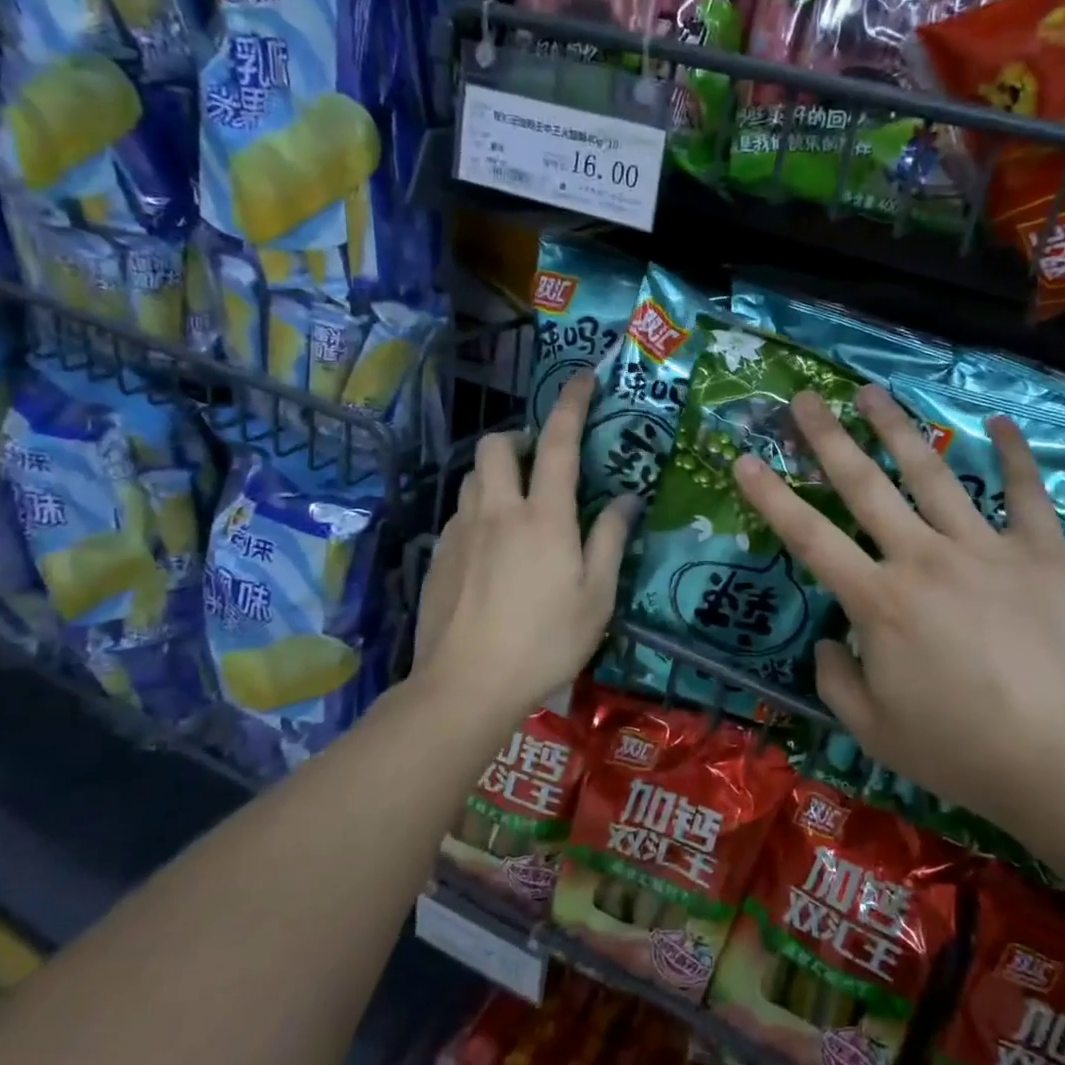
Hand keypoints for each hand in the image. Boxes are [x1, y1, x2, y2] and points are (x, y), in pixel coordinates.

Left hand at [413, 371, 635, 719]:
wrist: (464, 686)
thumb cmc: (545, 640)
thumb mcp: (597, 596)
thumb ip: (610, 539)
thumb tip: (625, 498)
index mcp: (543, 516)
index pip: (558, 443)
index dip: (571, 404)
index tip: (582, 378)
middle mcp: (497, 511)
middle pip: (497, 446)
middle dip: (520, 437)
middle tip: (542, 462)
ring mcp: (461, 532)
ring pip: (472, 476)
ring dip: (497, 473)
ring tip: (519, 504)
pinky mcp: (439, 556)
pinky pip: (460, 513)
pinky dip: (480, 509)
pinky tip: (493, 549)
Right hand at [731, 384, 1064, 832]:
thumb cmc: (964, 752)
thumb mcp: (875, 734)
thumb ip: (836, 682)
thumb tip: (826, 642)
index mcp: (878, 602)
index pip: (809, 537)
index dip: (771, 496)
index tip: (744, 459)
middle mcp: (923, 558)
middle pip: (864, 484)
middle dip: (827, 438)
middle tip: (804, 399)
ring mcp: (984, 547)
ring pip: (932, 472)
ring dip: (897, 428)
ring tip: (872, 393)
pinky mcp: (1041, 551)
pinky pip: (1024, 492)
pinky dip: (1012, 454)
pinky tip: (999, 422)